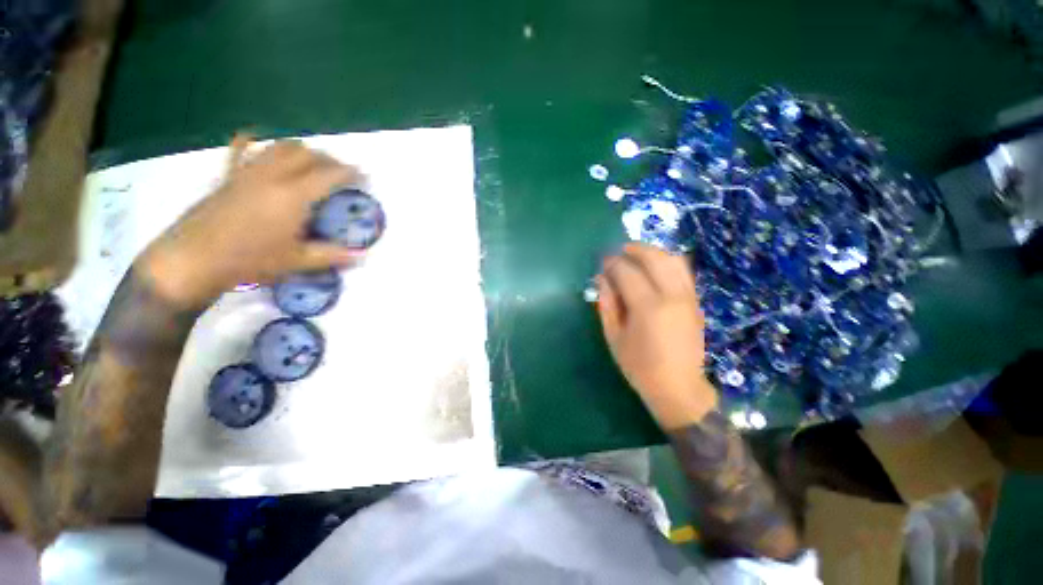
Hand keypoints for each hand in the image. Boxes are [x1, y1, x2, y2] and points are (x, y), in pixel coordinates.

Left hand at [140, 139, 361, 309]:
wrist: (194, 259)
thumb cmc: (250, 260)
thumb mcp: (297, 261)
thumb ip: (332, 255)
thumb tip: (363, 257)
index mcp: (293, 196)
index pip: (328, 175)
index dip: (350, 172)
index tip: (364, 175)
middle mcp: (272, 177)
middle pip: (306, 154)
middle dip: (328, 158)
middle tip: (341, 171)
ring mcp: (247, 173)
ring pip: (278, 147)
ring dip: (300, 149)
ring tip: (311, 160)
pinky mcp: (227, 177)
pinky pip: (239, 151)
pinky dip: (251, 143)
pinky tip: (257, 140)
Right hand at [597, 243, 717, 429]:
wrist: (679, 387)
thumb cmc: (639, 366)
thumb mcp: (614, 336)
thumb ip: (607, 303)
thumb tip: (601, 278)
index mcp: (648, 307)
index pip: (627, 272)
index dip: (612, 263)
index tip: (602, 262)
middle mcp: (672, 296)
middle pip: (654, 257)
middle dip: (633, 249)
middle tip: (618, 252)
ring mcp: (688, 297)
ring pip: (673, 259)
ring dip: (652, 251)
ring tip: (636, 255)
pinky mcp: (696, 301)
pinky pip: (683, 271)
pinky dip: (667, 261)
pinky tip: (654, 267)